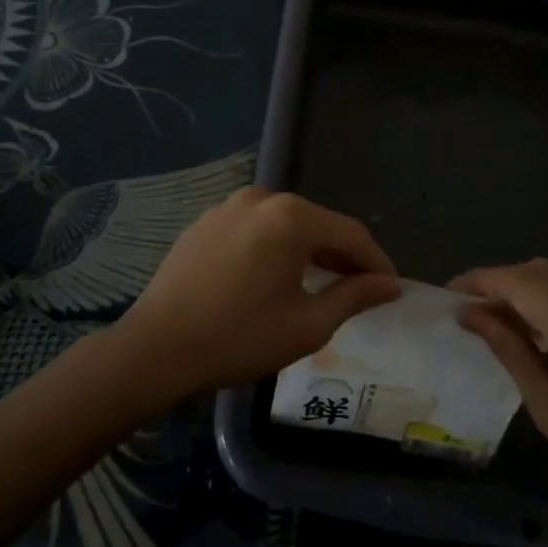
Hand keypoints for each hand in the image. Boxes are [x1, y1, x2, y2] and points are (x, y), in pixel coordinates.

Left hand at [122, 188, 400, 396]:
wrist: (156, 348)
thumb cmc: (240, 337)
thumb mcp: (308, 324)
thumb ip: (355, 297)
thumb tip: (390, 285)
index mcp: (291, 217)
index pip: (351, 234)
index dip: (376, 261)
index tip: (391, 288)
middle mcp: (261, 198)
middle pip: (318, 223)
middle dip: (342, 255)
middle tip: (359, 289)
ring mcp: (228, 206)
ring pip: (285, 224)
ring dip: (308, 250)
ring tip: (321, 283)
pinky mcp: (205, 222)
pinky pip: (255, 228)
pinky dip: (275, 247)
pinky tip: (274, 277)